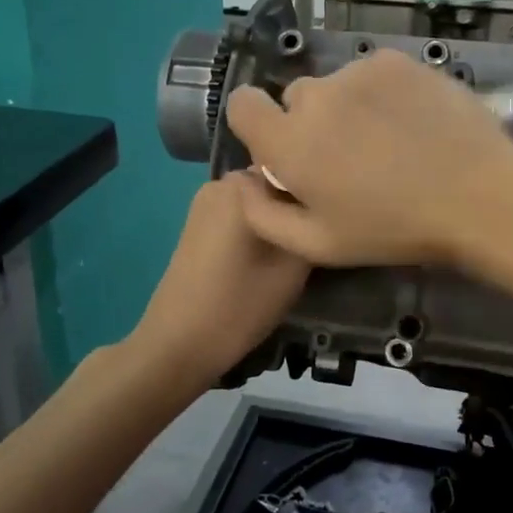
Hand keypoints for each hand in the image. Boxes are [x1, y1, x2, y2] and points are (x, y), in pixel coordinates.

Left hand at [128, 173, 310, 386]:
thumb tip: (324, 207)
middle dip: (297, 204)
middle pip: (277, 181)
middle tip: (317, 238)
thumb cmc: (240, 304)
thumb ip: (312, 225)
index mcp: (243, 184)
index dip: (319, 192)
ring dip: (279, 217)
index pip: (297, 168)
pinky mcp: (198, 224)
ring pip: (259, 200)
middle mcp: (221, 182)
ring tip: (296, 250)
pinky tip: (267, 256)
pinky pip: (241, 213)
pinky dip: (259, 227)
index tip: (334, 220)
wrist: (178, 344)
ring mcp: (205, 202)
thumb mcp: (294, 266)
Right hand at [225, 49, 512, 265]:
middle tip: (350, 156)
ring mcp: (358, 73)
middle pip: (296, 98)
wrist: (477, 195)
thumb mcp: (320, 245)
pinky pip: (371, 73)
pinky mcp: (395, 61)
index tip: (283, 146)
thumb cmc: (394, 229)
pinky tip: (411, 121)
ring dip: (348, 107)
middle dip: (311, 123)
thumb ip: (264, 215)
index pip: (242, 105)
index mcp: (289, 143)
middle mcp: (316, 97)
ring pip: (337, 85)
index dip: (257, 123)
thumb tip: (242, 180)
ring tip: (389, 140)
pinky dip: (380, 93)